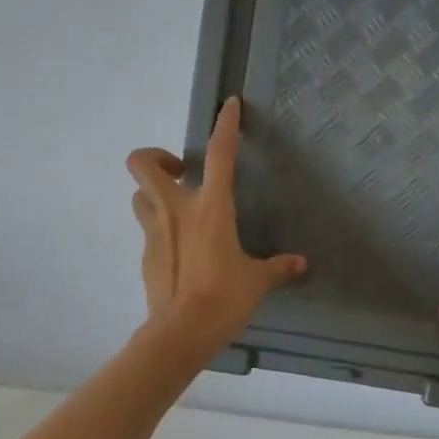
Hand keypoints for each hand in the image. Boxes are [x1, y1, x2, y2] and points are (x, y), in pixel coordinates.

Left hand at [127, 97, 305, 355]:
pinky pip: (148, 230)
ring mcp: (154, 232)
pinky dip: (160, 230)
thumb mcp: (256, 281)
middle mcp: (175, 210)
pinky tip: (180, 251)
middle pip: (142, 163)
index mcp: (210, 208)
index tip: (228, 105)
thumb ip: (277, 268)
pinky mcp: (145, 256)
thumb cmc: (223, 299)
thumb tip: (300, 264)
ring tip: (177, 209)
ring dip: (153, 193)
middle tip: (181, 172)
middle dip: (156, 157)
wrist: (180, 333)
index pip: (218, 154)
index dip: (225, 125)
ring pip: (138, 195)